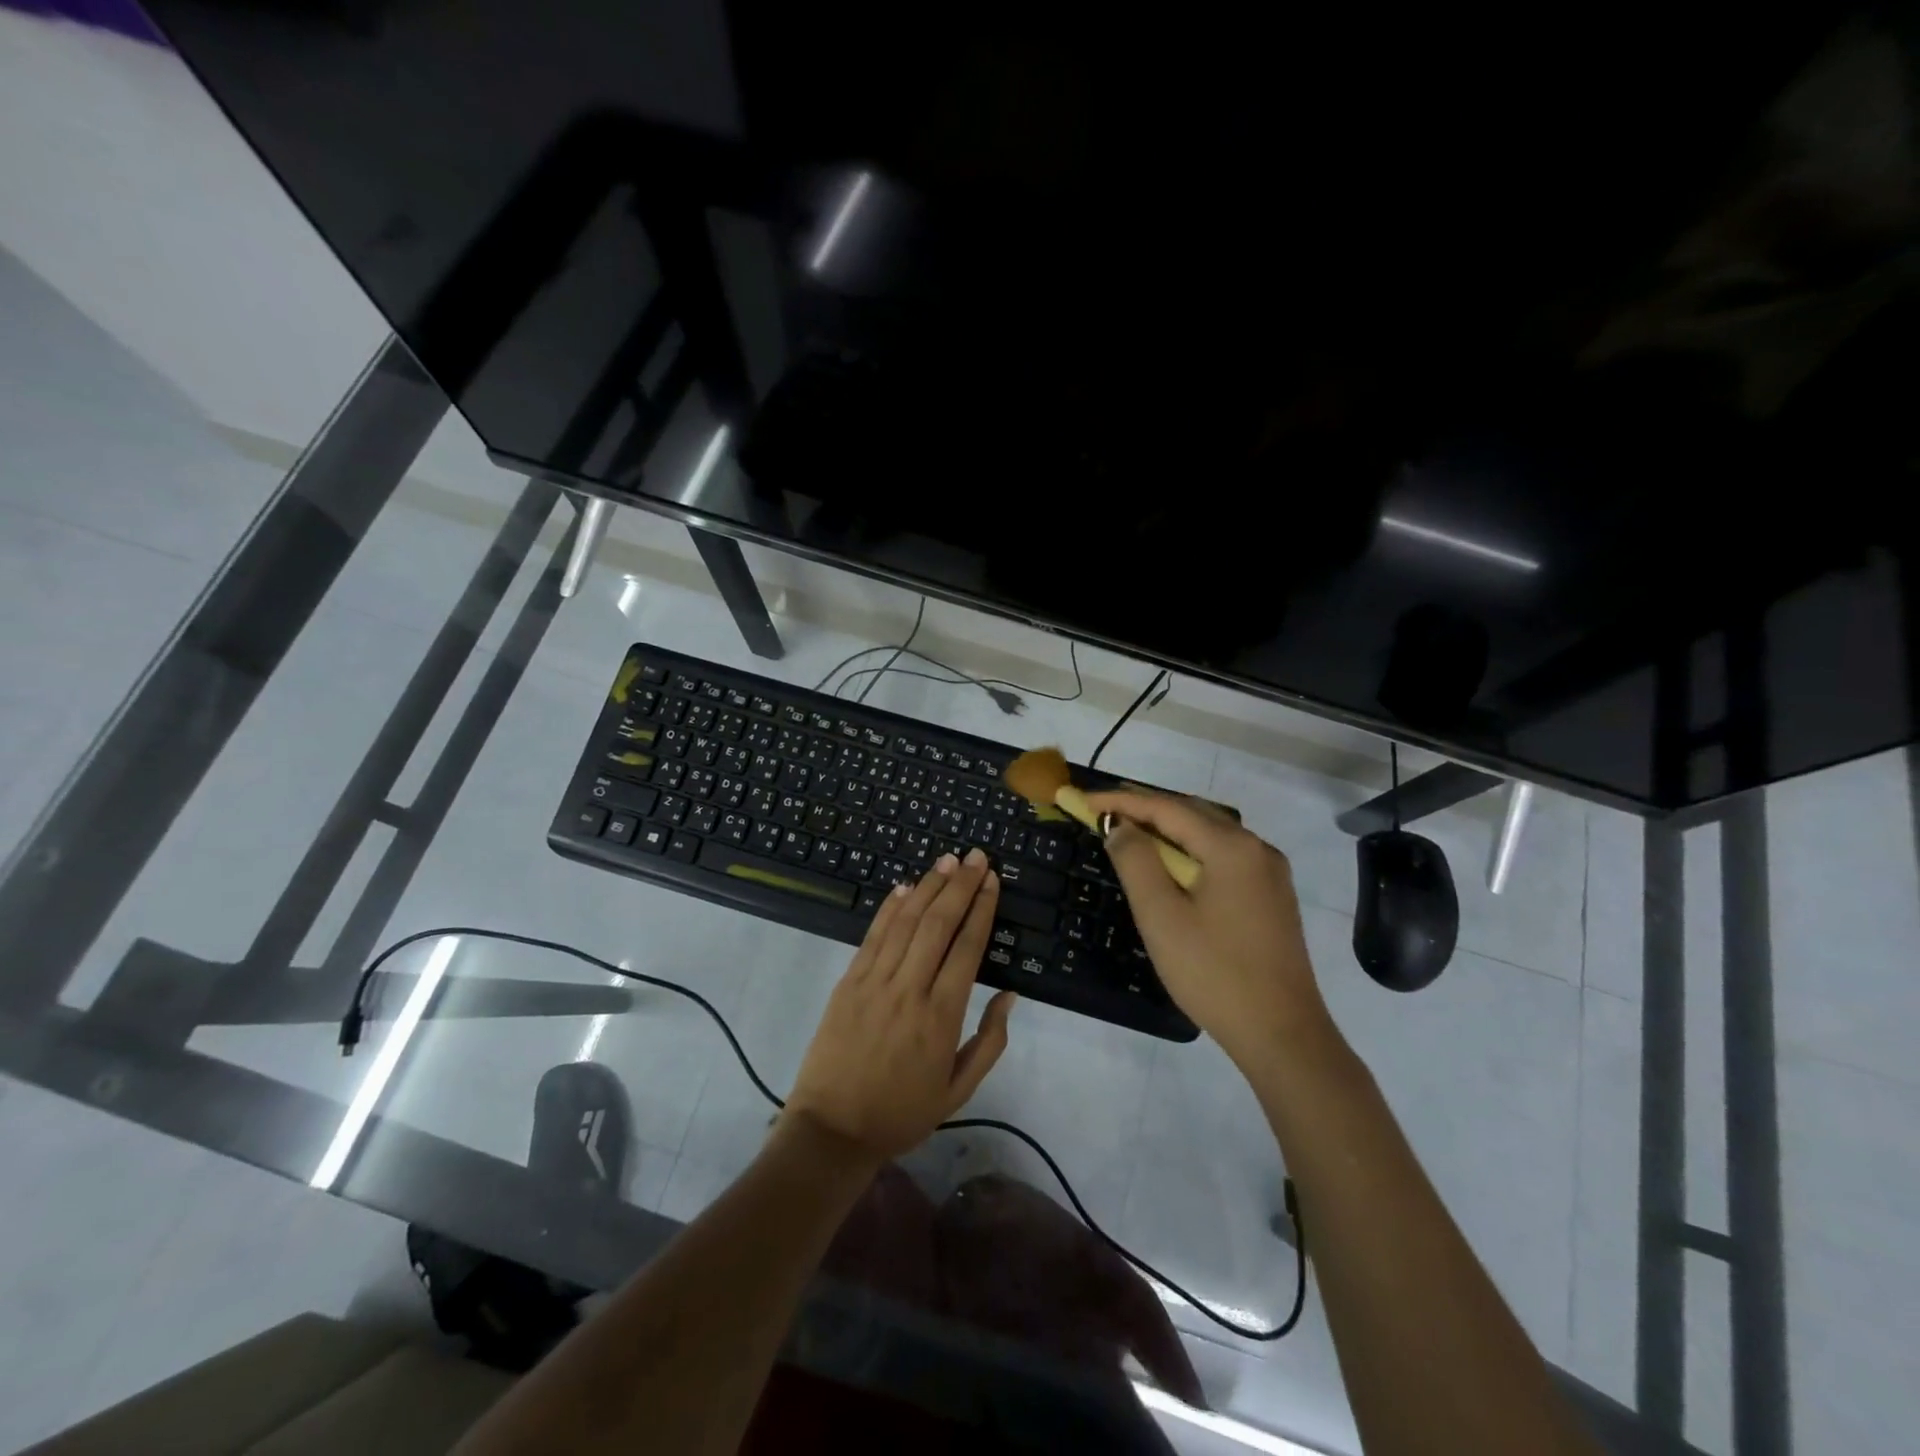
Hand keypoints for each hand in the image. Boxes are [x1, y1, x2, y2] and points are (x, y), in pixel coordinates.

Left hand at [785, 849, 1016, 1160]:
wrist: (832, 1130)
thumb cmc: (902, 1113)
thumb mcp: (958, 1091)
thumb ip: (989, 1041)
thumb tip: (1009, 995)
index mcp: (941, 1017)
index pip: (967, 948)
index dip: (981, 910)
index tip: (992, 881)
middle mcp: (909, 989)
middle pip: (938, 924)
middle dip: (960, 886)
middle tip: (977, 857)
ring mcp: (874, 982)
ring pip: (906, 922)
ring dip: (928, 887)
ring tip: (948, 861)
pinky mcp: (849, 982)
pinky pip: (873, 936)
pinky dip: (890, 908)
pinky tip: (905, 887)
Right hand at [1082, 790, 1329, 1065]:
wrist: (1282, 1035)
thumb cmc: (1214, 973)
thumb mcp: (1161, 915)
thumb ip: (1135, 861)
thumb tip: (1120, 825)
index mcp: (1232, 847)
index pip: (1167, 809)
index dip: (1122, 801)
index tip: (1083, 800)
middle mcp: (1257, 848)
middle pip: (1192, 814)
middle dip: (1145, 809)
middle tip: (1102, 813)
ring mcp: (1270, 873)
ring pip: (1210, 835)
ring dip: (1167, 831)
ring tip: (1128, 834)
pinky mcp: (1272, 897)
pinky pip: (1224, 857)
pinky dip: (1190, 851)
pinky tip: (1171, 868)